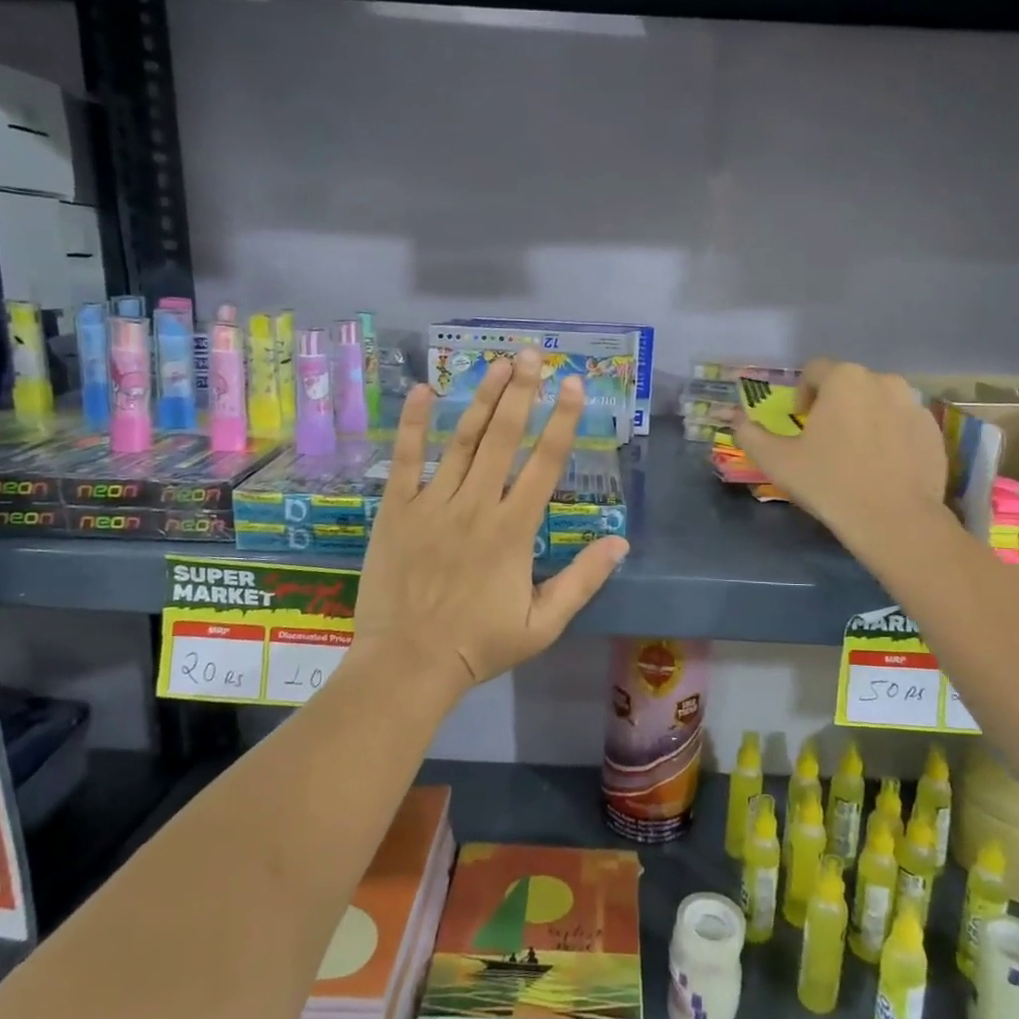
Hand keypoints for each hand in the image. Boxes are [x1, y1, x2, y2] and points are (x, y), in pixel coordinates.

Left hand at [352, 349, 628, 700]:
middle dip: (522, 391)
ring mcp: (433, 503)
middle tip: (533, 354)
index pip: (545, 462)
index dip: (563, 420)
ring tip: (498, 363)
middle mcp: (477, 505)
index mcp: (514, 529)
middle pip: (504, 437)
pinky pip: (405, 458)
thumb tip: (621, 542)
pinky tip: (422, 390)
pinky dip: (412, 423)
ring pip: (461, 439)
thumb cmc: (478, 645)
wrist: (407, 664)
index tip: (573, 384)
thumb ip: (583, 580)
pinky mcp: (397, 510)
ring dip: (482, 397)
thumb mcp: (543, 623)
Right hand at [731, 359, 951, 555]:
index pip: (815, 370)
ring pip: (879, 403)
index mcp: (844, 379)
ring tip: (856, 454)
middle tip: (825, 440)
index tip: (800, 422)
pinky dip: (891, 437)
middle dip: (835, 405)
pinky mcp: (934, 432)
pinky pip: (904, 425)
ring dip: (864, 418)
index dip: (802, 393)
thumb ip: (750, 434)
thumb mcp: (776, 460)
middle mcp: (883, 380)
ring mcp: (915, 405)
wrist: (894, 520)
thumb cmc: (828, 482)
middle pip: (850, 384)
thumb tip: (736, 419)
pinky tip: (882, 468)